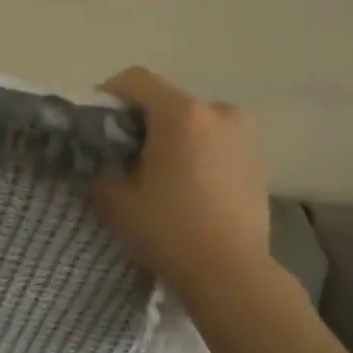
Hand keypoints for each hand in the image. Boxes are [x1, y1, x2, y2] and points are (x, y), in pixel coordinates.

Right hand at [90, 68, 269, 283]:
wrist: (232, 273)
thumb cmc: (169, 230)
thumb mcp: (115, 200)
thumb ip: (99, 168)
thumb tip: (98, 159)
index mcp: (182, 113)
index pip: (135, 79)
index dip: (107, 94)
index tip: (95, 125)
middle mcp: (218, 111)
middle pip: (165, 98)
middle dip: (139, 119)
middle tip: (120, 153)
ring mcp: (243, 134)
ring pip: (191, 120)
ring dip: (169, 135)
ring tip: (154, 172)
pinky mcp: (256, 158)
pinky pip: (213, 140)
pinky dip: (194, 151)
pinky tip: (183, 185)